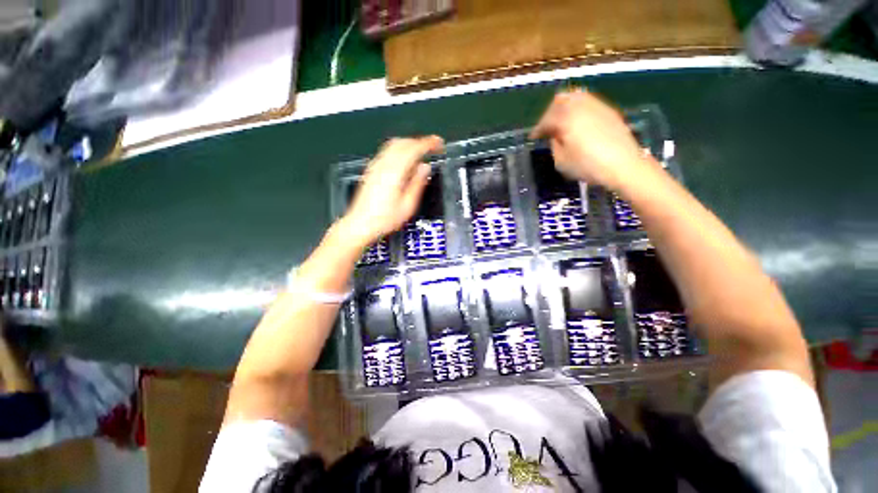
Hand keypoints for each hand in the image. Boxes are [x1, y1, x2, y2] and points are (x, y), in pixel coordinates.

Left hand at [339, 136, 443, 248]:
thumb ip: (417, 183)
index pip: (413, 149)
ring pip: (393, 145)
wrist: (360, 224)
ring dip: (409, 144)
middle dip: (419, 142)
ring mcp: (375, 166)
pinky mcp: (371, 170)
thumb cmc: (385, 219)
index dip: (428, 143)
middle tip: (432, 148)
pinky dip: (399, 150)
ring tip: (421, 153)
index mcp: (394, 172)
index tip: (439, 143)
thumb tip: (425, 167)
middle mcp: (383, 164)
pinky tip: (405, 161)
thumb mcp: (407, 205)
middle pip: (402, 142)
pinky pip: (387, 152)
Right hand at [530, 89, 656, 189]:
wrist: (624, 165)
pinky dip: (578, 109)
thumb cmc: (588, 166)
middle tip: (547, 128)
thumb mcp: (561, 161)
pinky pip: (588, 102)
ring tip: (561, 122)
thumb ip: (554, 144)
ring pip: (575, 97)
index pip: (546, 120)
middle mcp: (580, 106)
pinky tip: (578, 122)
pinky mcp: (608, 110)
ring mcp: (597, 105)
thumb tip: (555, 135)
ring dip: (564, 108)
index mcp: (566, 118)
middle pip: (559, 100)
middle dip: (549, 113)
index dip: (537, 129)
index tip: (533, 137)